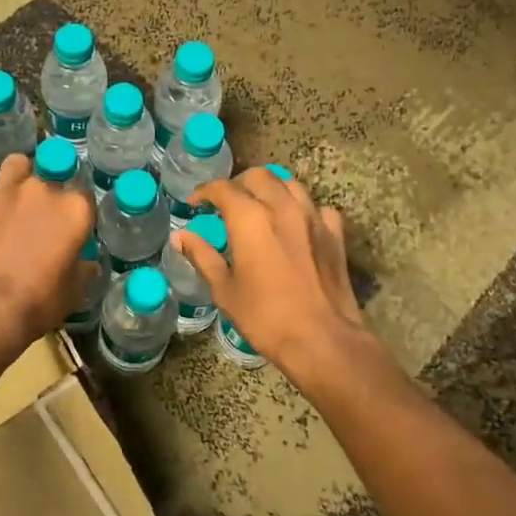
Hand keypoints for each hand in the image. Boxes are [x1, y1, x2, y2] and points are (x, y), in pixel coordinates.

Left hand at [0, 154, 93, 356]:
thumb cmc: (37, 302)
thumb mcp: (74, 292)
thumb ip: (84, 269)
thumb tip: (88, 263)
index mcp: (74, 210)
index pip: (85, 198)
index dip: (78, 215)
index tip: (72, 231)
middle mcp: (43, 189)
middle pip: (52, 180)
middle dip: (48, 197)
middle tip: (40, 222)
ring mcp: (6, 189)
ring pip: (16, 164)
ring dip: (17, 176)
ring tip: (12, 196)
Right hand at [173, 167, 371, 387]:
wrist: (322, 339)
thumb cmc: (265, 317)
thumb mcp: (224, 290)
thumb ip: (202, 256)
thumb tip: (180, 236)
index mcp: (250, 218)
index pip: (223, 188)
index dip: (205, 191)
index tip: (195, 203)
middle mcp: (282, 207)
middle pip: (259, 176)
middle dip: (239, 183)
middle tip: (227, 203)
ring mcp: (313, 217)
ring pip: (290, 185)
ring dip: (271, 189)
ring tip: (261, 207)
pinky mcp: (335, 234)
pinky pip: (317, 208)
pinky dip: (303, 209)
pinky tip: (297, 225)